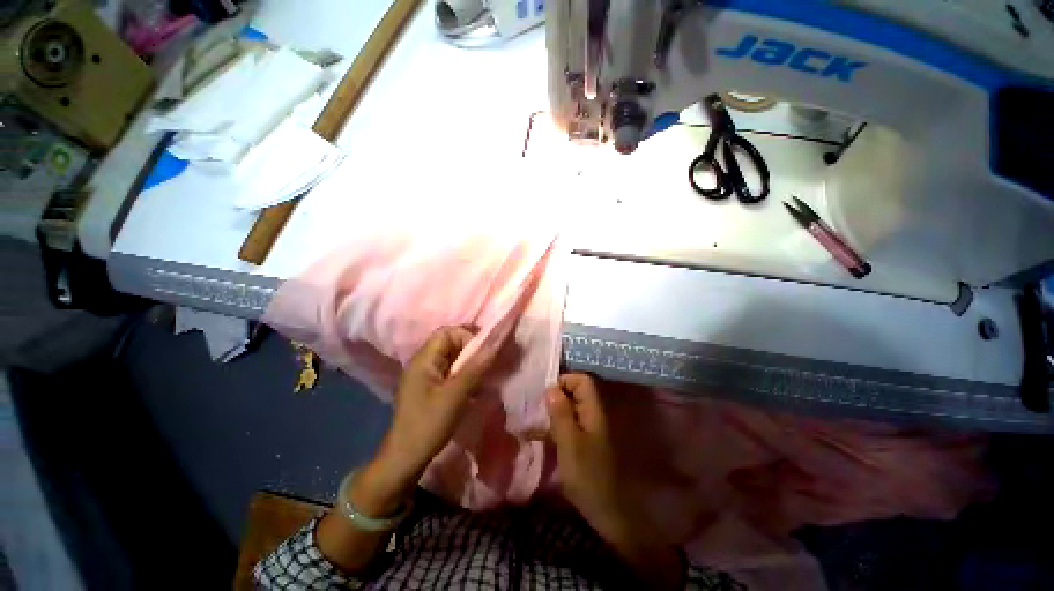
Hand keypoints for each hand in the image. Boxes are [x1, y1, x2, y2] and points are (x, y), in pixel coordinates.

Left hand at [356, 326, 493, 514]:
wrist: (405, 459)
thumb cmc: (429, 423)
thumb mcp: (455, 394)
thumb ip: (476, 367)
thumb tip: (496, 343)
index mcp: (423, 359)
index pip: (447, 332)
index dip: (467, 338)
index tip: (482, 355)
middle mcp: (422, 362)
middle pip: (449, 344)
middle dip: (470, 352)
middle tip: (485, 367)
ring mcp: (424, 376)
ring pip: (451, 359)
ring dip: (468, 365)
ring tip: (481, 378)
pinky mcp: (428, 388)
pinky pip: (449, 372)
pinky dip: (462, 376)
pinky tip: (471, 390)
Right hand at [548, 374, 683, 589]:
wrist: (606, 512)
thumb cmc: (587, 475)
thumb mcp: (569, 442)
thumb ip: (561, 413)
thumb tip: (551, 388)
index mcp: (593, 410)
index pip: (582, 380)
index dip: (564, 381)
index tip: (546, 396)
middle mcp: (593, 415)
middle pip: (575, 393)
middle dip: (555, 397)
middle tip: (537, 409)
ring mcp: (589, 429)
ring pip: (570, 409)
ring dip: (552, 413)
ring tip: (533, 422)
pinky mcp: (584, 443)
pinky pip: (568, 425)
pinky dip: (554, 427)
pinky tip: (538, 437)